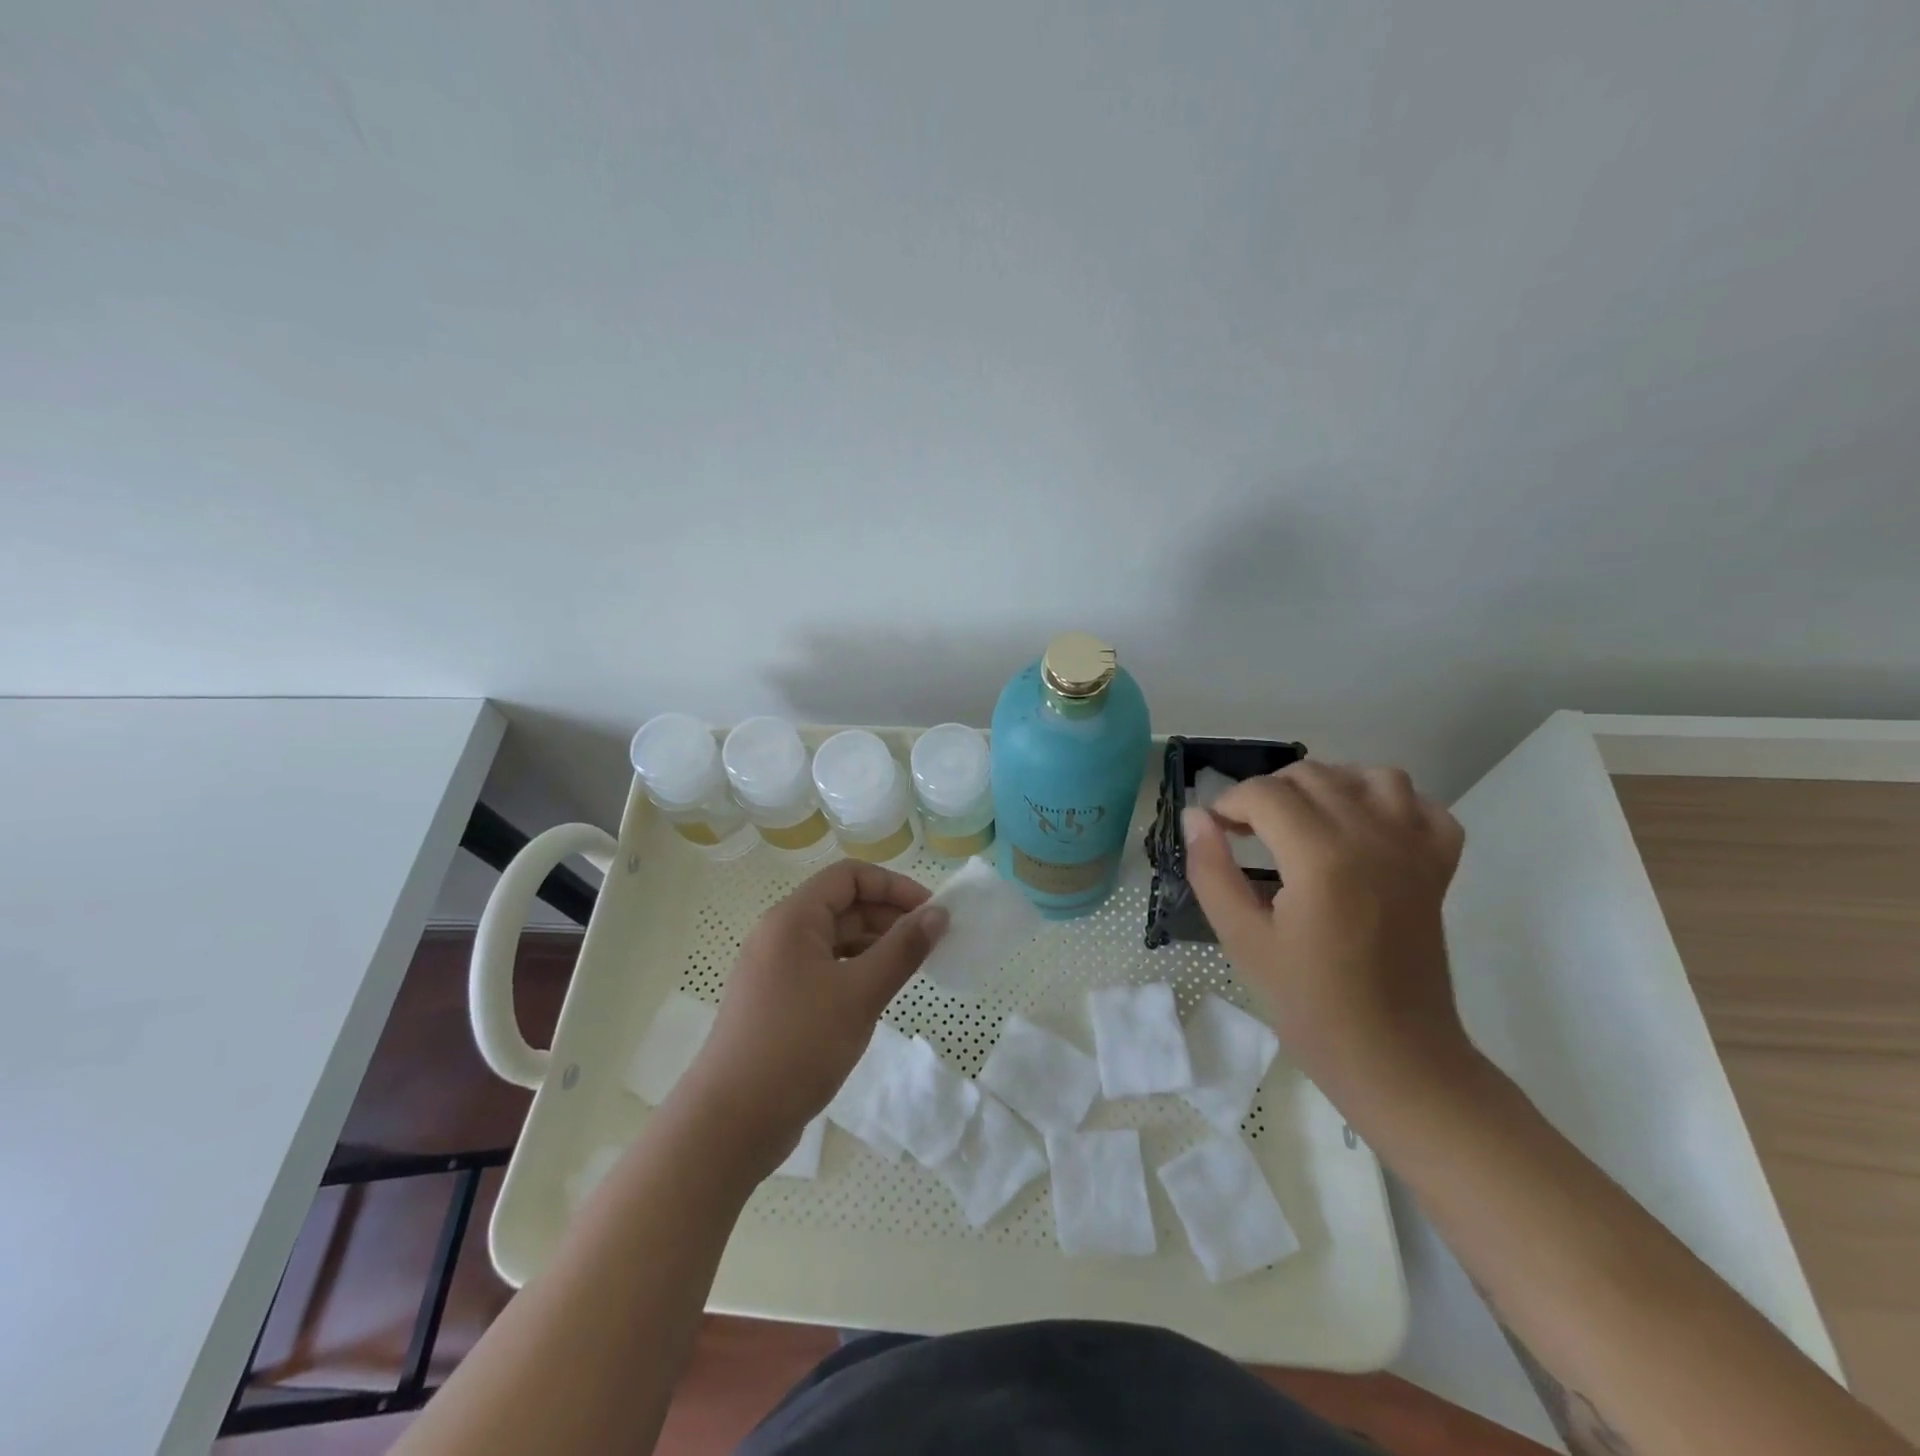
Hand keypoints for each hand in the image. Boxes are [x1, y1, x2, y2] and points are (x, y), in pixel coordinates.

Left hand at [675, 860, 947, 1175]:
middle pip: (842, 905)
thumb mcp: (859, 994)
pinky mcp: (776, 1001)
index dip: (894, 886)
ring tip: (911, 969)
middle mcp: (780, 935)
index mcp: (793, 919)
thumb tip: (938, 914)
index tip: (931, 912)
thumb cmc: (797, 1046)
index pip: (849, 876)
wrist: (730, 1123)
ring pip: (834, 940)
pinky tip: (877, 994)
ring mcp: (775, 970)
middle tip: (930, 943)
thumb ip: (902, 950)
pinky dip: (855, 971)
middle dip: (889, 917)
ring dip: (875, 945)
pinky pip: (824, 969)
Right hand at [1180, 761, 1470, 1106]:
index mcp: (1322, 858)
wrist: (1396, 1057)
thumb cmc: (1311, 1005)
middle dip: (1268, 793)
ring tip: (1302, 819)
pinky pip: (1422, 807)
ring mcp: (1414, 850)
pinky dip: (1391, 803)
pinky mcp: (1438, 867)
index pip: (1265, 794)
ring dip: (1328, 785)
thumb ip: (1212, 871)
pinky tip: (1362, 828)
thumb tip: (1196, 817)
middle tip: (1246, 831)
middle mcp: (1373, 838)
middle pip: (1312, 775)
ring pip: (1371, 776)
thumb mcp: (1242, 940)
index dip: (1229, 803)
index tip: (1215, 830)